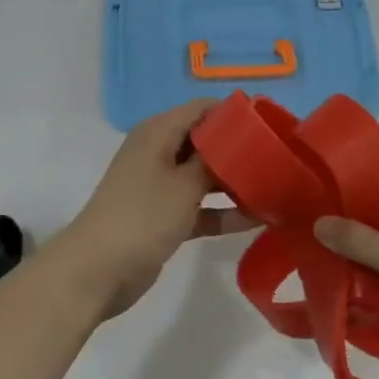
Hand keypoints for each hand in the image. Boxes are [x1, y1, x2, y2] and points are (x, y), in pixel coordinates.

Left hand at [47, 99, 254, 318]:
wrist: (97, 270)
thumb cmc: (142, 216)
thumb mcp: (185, 185)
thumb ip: (215, 160)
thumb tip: (240, 140)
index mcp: (158, 132)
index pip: (203, 108)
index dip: (236, 114)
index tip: (271, 126)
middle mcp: (159, 152)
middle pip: (206, 141)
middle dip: (240, 151)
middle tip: (280, 161)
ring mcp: (160, 185)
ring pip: (205, 176)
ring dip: (235, 184)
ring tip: (276, 189)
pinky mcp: (164, 216)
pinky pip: (199, 206)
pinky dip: (222, 212)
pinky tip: (257, 220)